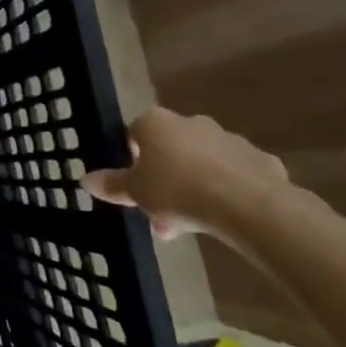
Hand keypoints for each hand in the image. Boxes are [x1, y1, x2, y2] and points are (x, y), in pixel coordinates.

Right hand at [82, 108, 289, 243]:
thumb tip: (84, 180)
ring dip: (194, 187)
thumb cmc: (177, 190)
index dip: (132, 161)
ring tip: (191, 224)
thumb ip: (110, 185)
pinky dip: (228, 191)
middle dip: (164, 181)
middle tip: (160, 214)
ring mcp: (229, 139)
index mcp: (156, 124)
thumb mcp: (134, 192)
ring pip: (203, 163)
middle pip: (170, 150)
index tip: (135, 186)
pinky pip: (236, 175)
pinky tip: (225, 216)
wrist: (247, 205)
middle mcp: (191, 123)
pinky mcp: (261, 160)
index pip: (135, 134)